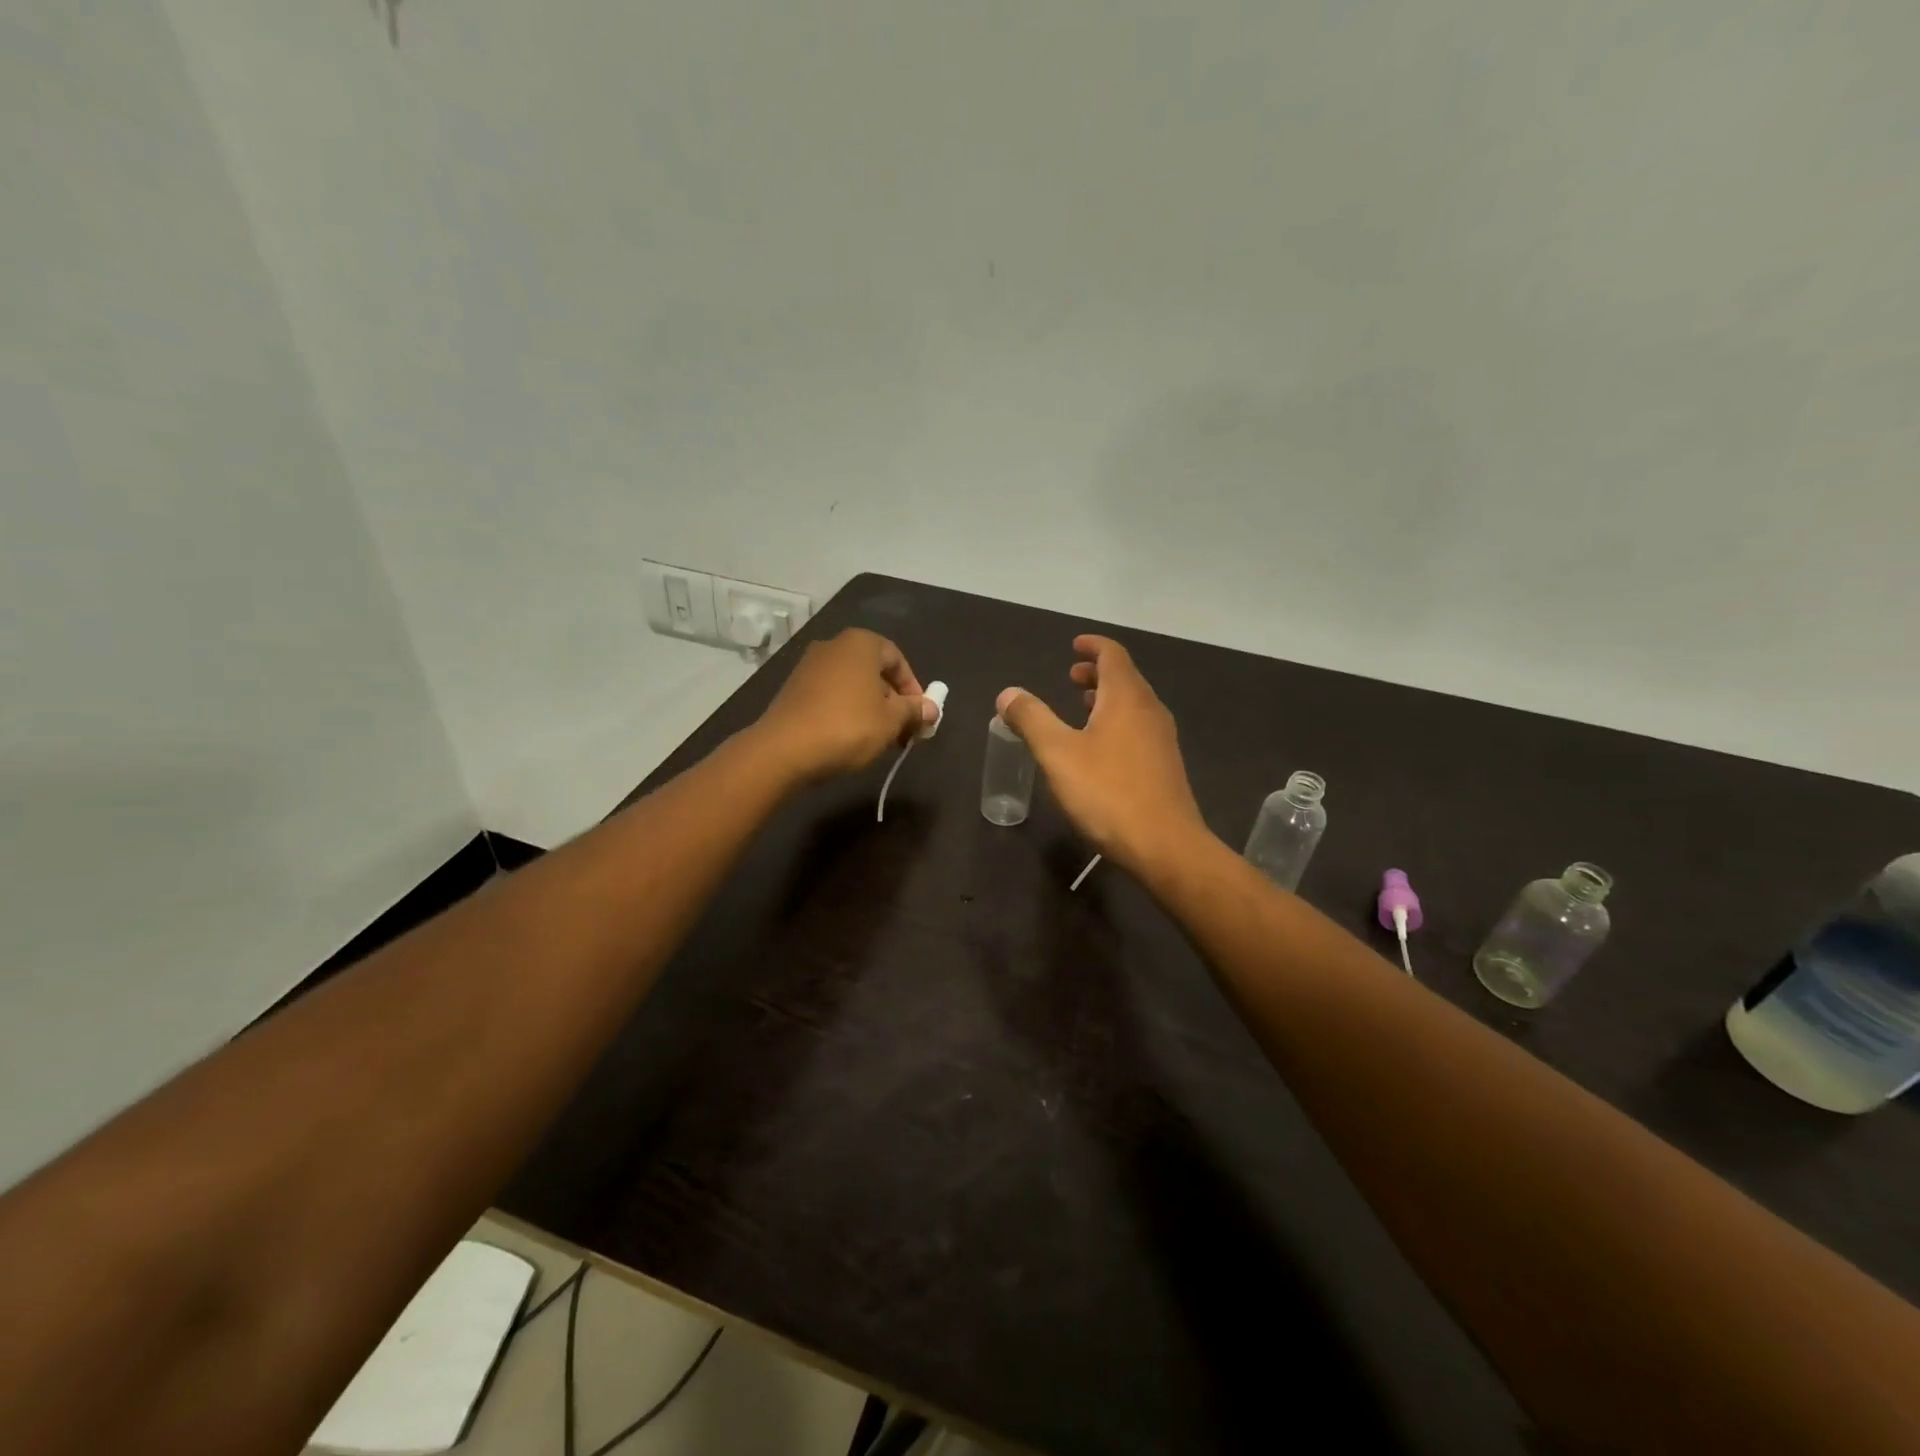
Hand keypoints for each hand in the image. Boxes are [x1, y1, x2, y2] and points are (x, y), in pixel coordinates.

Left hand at [753, 628, 935, 784]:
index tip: (920, 715)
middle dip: (891, 699)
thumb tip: (932, 709)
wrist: (784, 749)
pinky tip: (848, 737)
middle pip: (873, 670)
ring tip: (877, 737)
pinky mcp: (792, 689)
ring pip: (851, 684)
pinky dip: (844, 711)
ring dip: (869, 707)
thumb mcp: (891, 721)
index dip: (913, 687)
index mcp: (860, 643)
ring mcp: (808, 666)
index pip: (897, 658)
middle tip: (901, 730)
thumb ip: (914, 711)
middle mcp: (833, 646)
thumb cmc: (848, 727)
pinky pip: (830, 695)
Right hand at [996, 636, 1208, 875]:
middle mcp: (1149, 710)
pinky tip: (1100, 746)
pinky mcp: (1165, 765)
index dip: (1093, 646)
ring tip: (1081, 706)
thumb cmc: (1108, 793)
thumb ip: (1031, 719)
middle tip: (1071, 676)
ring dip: (1107, 698)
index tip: (1074, 645)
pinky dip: (1117, 721)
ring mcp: (1162, 739)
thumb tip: (1008, 693)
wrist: (1164, 845)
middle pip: (1125, 678)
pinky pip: (1139, 727)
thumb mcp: (1058, 754)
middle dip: (1097, 672)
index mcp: (1126, 698)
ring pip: (1133, 704)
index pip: (1113, 655)